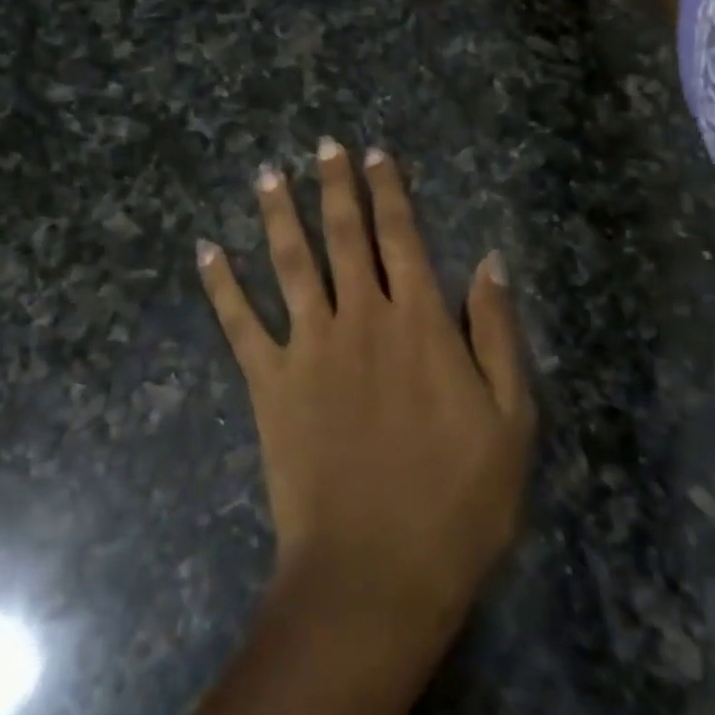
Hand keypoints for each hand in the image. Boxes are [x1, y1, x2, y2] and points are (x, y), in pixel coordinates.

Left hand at [197, 139, 533, 641]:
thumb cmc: (457, 501)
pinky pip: (239, 322)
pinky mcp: (268, 381)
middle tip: (324, 145)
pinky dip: (220, 284)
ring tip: (268, 173)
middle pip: (344, 235)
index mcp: (419, 322)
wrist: (375, 570)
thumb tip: (489, 260)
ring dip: (277, 213)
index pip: (402, 236)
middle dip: (335, 185)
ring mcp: (308, 346)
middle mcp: (360, 317)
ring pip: (290, 262)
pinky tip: (205, 250)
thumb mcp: (510, 418)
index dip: (389, 192)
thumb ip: (496, 332)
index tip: (376, 155)